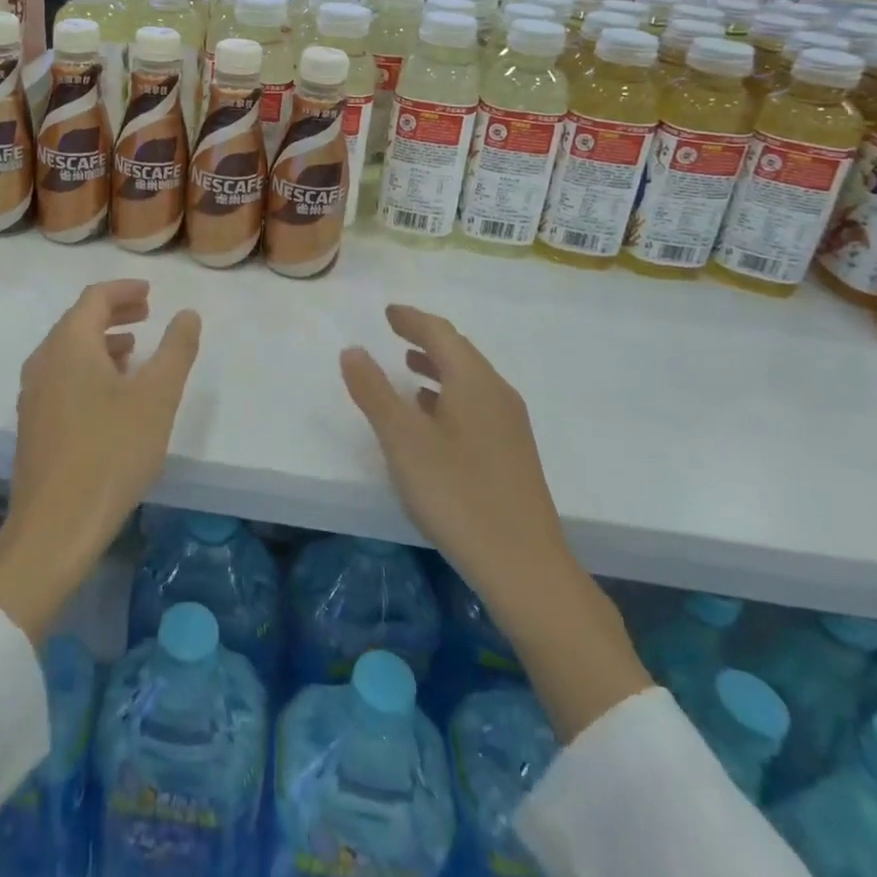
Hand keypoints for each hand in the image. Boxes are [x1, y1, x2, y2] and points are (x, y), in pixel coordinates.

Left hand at [0, 280, 201, 640]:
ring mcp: (33, 394)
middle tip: (147, 314)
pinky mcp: (33, 423)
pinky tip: (111, 395)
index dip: (124, 290)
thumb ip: (176, 349)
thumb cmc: (111, 451)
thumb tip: (187, 314)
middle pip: (78, 321)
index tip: (150, 293)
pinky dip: (89, 368)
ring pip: (69, 350)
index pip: (95, 298)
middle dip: (114, 312)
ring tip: (135, 352)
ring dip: (102, 342)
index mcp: (69, 344)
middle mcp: (44, 360)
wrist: (55, 526)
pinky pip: (62, 376)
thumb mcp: (157, 397)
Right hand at [339, 304, 567, 597]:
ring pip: (469, 381)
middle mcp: (497, 394)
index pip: (440, 333)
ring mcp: (510, 425)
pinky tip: (433, 419)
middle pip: (459, 353)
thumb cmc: (456, 493)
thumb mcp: (403, 440)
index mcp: (474, 381)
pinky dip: (449, 396)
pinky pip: (476, 405)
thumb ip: (374, 391)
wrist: (523, 564)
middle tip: (395, 332)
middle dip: (426, 339)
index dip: (412, 319)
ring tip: (409, 369)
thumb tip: (353, 350)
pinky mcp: (512, 453)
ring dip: (438, 368)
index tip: (388, 312)